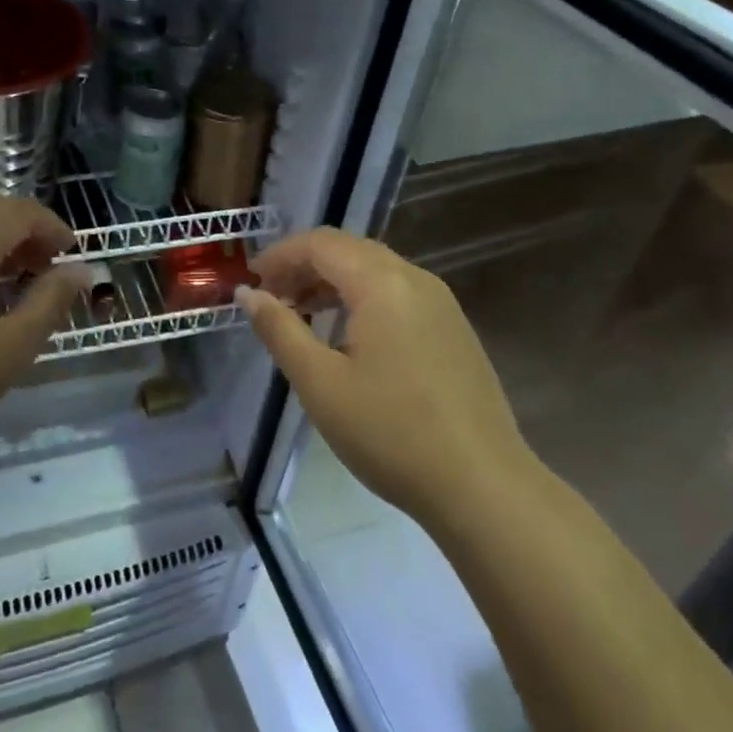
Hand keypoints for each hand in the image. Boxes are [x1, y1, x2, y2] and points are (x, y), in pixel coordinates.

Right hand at [238, 228, 538, 527]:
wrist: (484, 487)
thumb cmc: (391, 432)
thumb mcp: (320, 383)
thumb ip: (279, 329)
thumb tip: (248, 293)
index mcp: (382, 283)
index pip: (320, 244)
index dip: (280, 255)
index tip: (251, 280)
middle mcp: (415, 279)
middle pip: (349, 250)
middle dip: (304, 265)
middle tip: (272, 296)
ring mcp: (441, 304)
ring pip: (375, 271)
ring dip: (333, 282)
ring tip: (302, 314)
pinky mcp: (454, 330)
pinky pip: (397, 294)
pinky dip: (362, 299)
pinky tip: (348, 337)